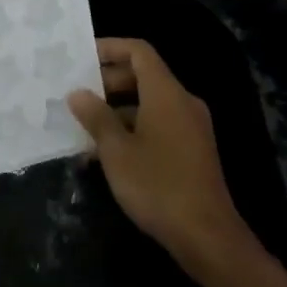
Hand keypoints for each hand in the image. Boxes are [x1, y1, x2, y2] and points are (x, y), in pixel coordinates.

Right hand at [68, 38, 256, 276]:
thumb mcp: (116, 151)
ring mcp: (191, 128)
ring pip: (149, 103)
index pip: (138, 51)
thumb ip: (96, 117)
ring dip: (117, 110)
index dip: (110, 48)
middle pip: (143, 76)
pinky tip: (107, 154)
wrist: (208, 239)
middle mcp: (182, 102)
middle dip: (108, 82)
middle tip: (77, 94)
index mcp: (166, 93)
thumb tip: (77, 93)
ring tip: (84, 127)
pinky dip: (133, 129)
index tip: (82, 58)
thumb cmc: (158, 185)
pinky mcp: (193, 152)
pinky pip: (158, 125)